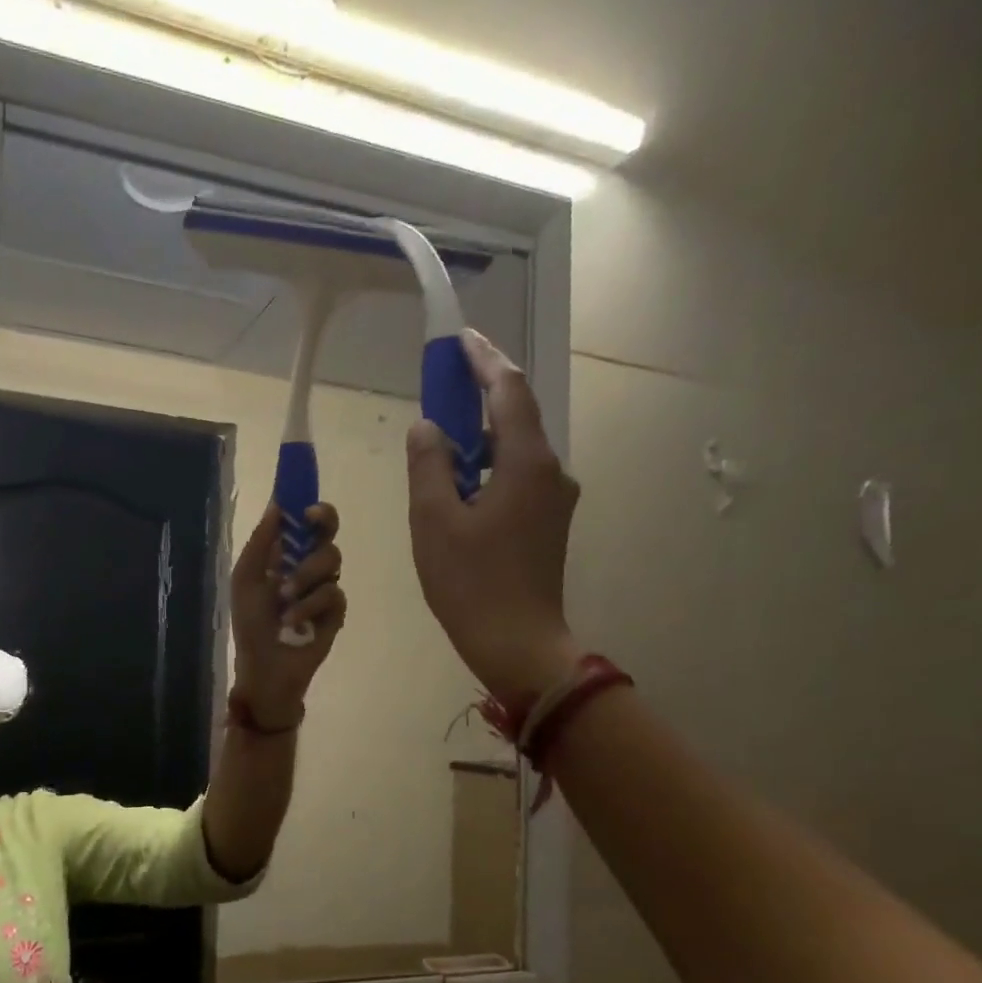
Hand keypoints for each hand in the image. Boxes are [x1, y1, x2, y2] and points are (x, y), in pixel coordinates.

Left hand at [229, 502, 346, 730]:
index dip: (309, 507)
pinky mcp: (336, 612)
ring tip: (284, 597)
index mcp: (284, 556)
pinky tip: (293, 621)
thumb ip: (260, 543)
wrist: (264, 667)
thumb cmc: (250, 624)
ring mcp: (324, 588)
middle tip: (310, 524)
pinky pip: (333, 594)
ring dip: (305, 574)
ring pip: (331, 559)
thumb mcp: (246, 580)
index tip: (305, 503)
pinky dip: (310, 605)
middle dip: (323, 523)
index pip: (304, 523)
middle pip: (328, 532)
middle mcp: (308, 567)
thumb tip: (277, 505)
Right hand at [407, 330, 580, 706]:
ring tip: (442, 440)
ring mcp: (554, 500)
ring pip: (515, 451)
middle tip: (441, 384)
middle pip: (516, 417)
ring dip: (481, 437)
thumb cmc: (471, 583)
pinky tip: (460, 486)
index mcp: (526, 463)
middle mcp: (551, 472)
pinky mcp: (547, 524)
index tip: (459, 338)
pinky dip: (487, 468)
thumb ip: (429, 465)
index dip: (484, 359)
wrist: (518, 644)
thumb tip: (428, 427)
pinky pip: (516, 478)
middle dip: (479, 395)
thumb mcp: (434, 520)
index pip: (509, 390)